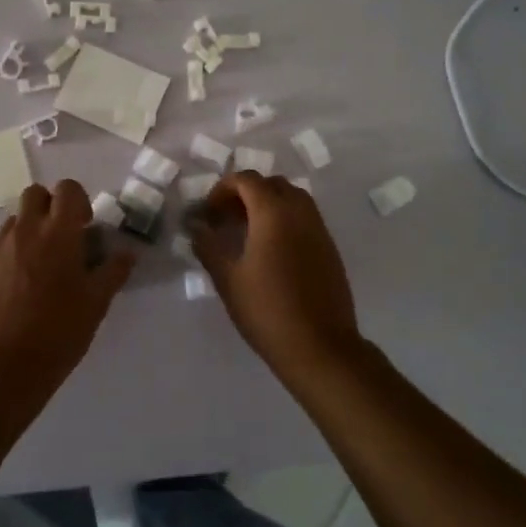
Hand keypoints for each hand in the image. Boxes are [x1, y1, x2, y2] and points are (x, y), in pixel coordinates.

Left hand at [0, 180, 135, 393]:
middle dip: (52, 205)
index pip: (67, 189)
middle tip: (65, 235)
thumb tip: (127, 253)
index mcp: (59, 233)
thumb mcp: (96, 303)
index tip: (86, 226)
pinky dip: (17, 246)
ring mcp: (2, 246)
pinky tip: (26, 278)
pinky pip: (3, 240)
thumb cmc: (59, 330)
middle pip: (36, 193)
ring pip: (17, 216)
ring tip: (45, 259)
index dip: (79, 201)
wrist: (6, 363)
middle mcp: (27, 230)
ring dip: (33, 225)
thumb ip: (113, 272)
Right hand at [191, 172, 363, 374]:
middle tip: (226, 220)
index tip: (208, 213)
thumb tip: (195, 226)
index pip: (247, 179)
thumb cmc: (267, 310)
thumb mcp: (228, 279)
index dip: (222, 189)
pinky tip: (271, 251)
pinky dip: (285, 220)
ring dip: (267, 205)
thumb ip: (208, 246)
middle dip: (245, 194)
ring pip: (292, 199)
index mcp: (273, 212)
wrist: (320, 346)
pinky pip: (305, 218)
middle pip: (271, 184)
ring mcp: (319, 229)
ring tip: (247, 233)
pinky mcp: (329, 247)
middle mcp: (300, 211)